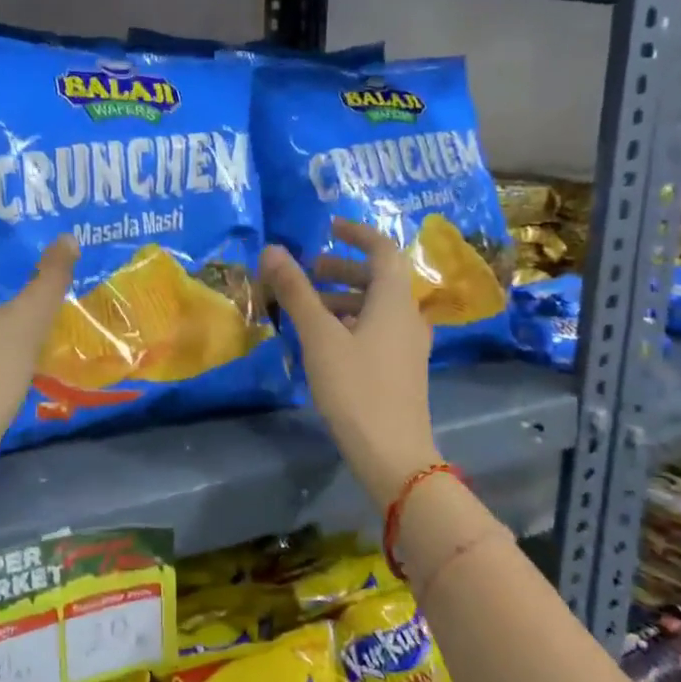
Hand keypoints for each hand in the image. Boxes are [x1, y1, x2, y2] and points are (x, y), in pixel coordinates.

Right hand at [261, 218, 440, 505]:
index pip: (383, 249)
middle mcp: (408, 316)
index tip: (328, 228)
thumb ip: (296, 292)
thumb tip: (272, 250)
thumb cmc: (356, 388)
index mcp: (395, 300)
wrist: (393, 453)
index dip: (357, 233)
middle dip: (343, 269)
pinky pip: (377, 330)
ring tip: (308, 307)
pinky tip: (325, 341)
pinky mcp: (401, 369)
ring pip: (377, 307)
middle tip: (308, 271)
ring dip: (344, 298)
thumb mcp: (319, 337)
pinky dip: (351, 322)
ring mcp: (408, 345)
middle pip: (379, 278)